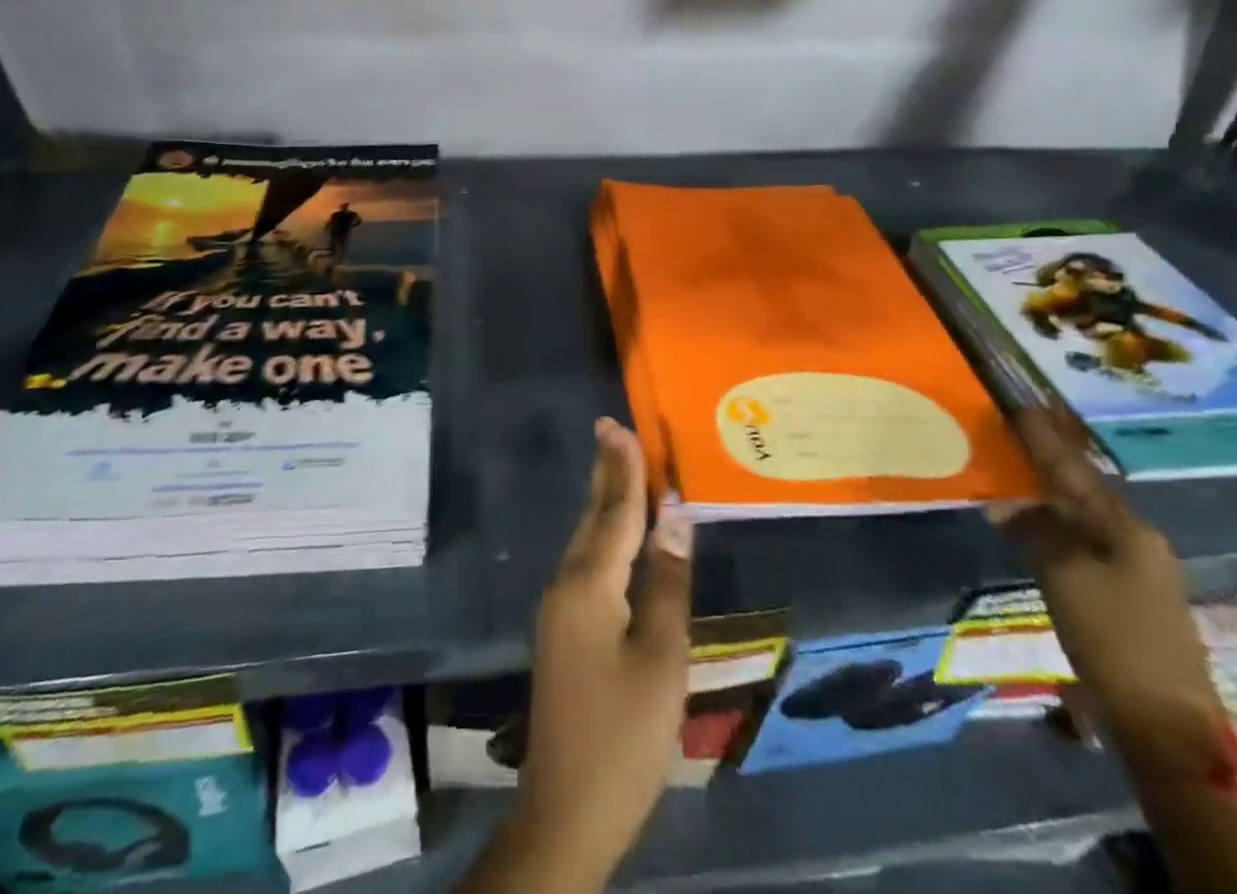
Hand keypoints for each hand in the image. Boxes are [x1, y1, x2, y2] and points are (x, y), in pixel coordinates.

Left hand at [514, 418, 691, 884]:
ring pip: (587, 541)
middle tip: (611, 430)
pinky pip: (586, 565)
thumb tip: (676, 518)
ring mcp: (560, 610)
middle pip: (594, 519)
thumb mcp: (662, 659)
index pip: (614, 513)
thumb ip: (668, 584)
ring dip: (605, 502)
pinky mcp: (563, 632)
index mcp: (590, 585)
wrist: (566, 811)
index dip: (623, 469)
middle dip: (606, 474)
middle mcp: (567, 585)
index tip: (619, 425)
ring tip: (617, 467)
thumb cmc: (624, 735)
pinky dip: (604, 536)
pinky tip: (615, 536)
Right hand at [995, 409, 1227, 779]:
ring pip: (1080, 520)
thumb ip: (1034, 531)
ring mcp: (1137, 570)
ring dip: (1045, 501)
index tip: (1020, 407)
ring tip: (1010, 484)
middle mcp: (1136, 540)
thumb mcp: (1062, 576)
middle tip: (1011, 439)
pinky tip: (1031, 530)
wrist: (1165, 721)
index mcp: (1125, 528)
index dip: (1043, 440)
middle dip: (1044, 466)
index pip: (1072, 471)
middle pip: (1080, 492)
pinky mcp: (1128, 596)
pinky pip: (1082, 545)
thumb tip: (1005, 504)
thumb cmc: (1113, 637)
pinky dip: (1054, 531)